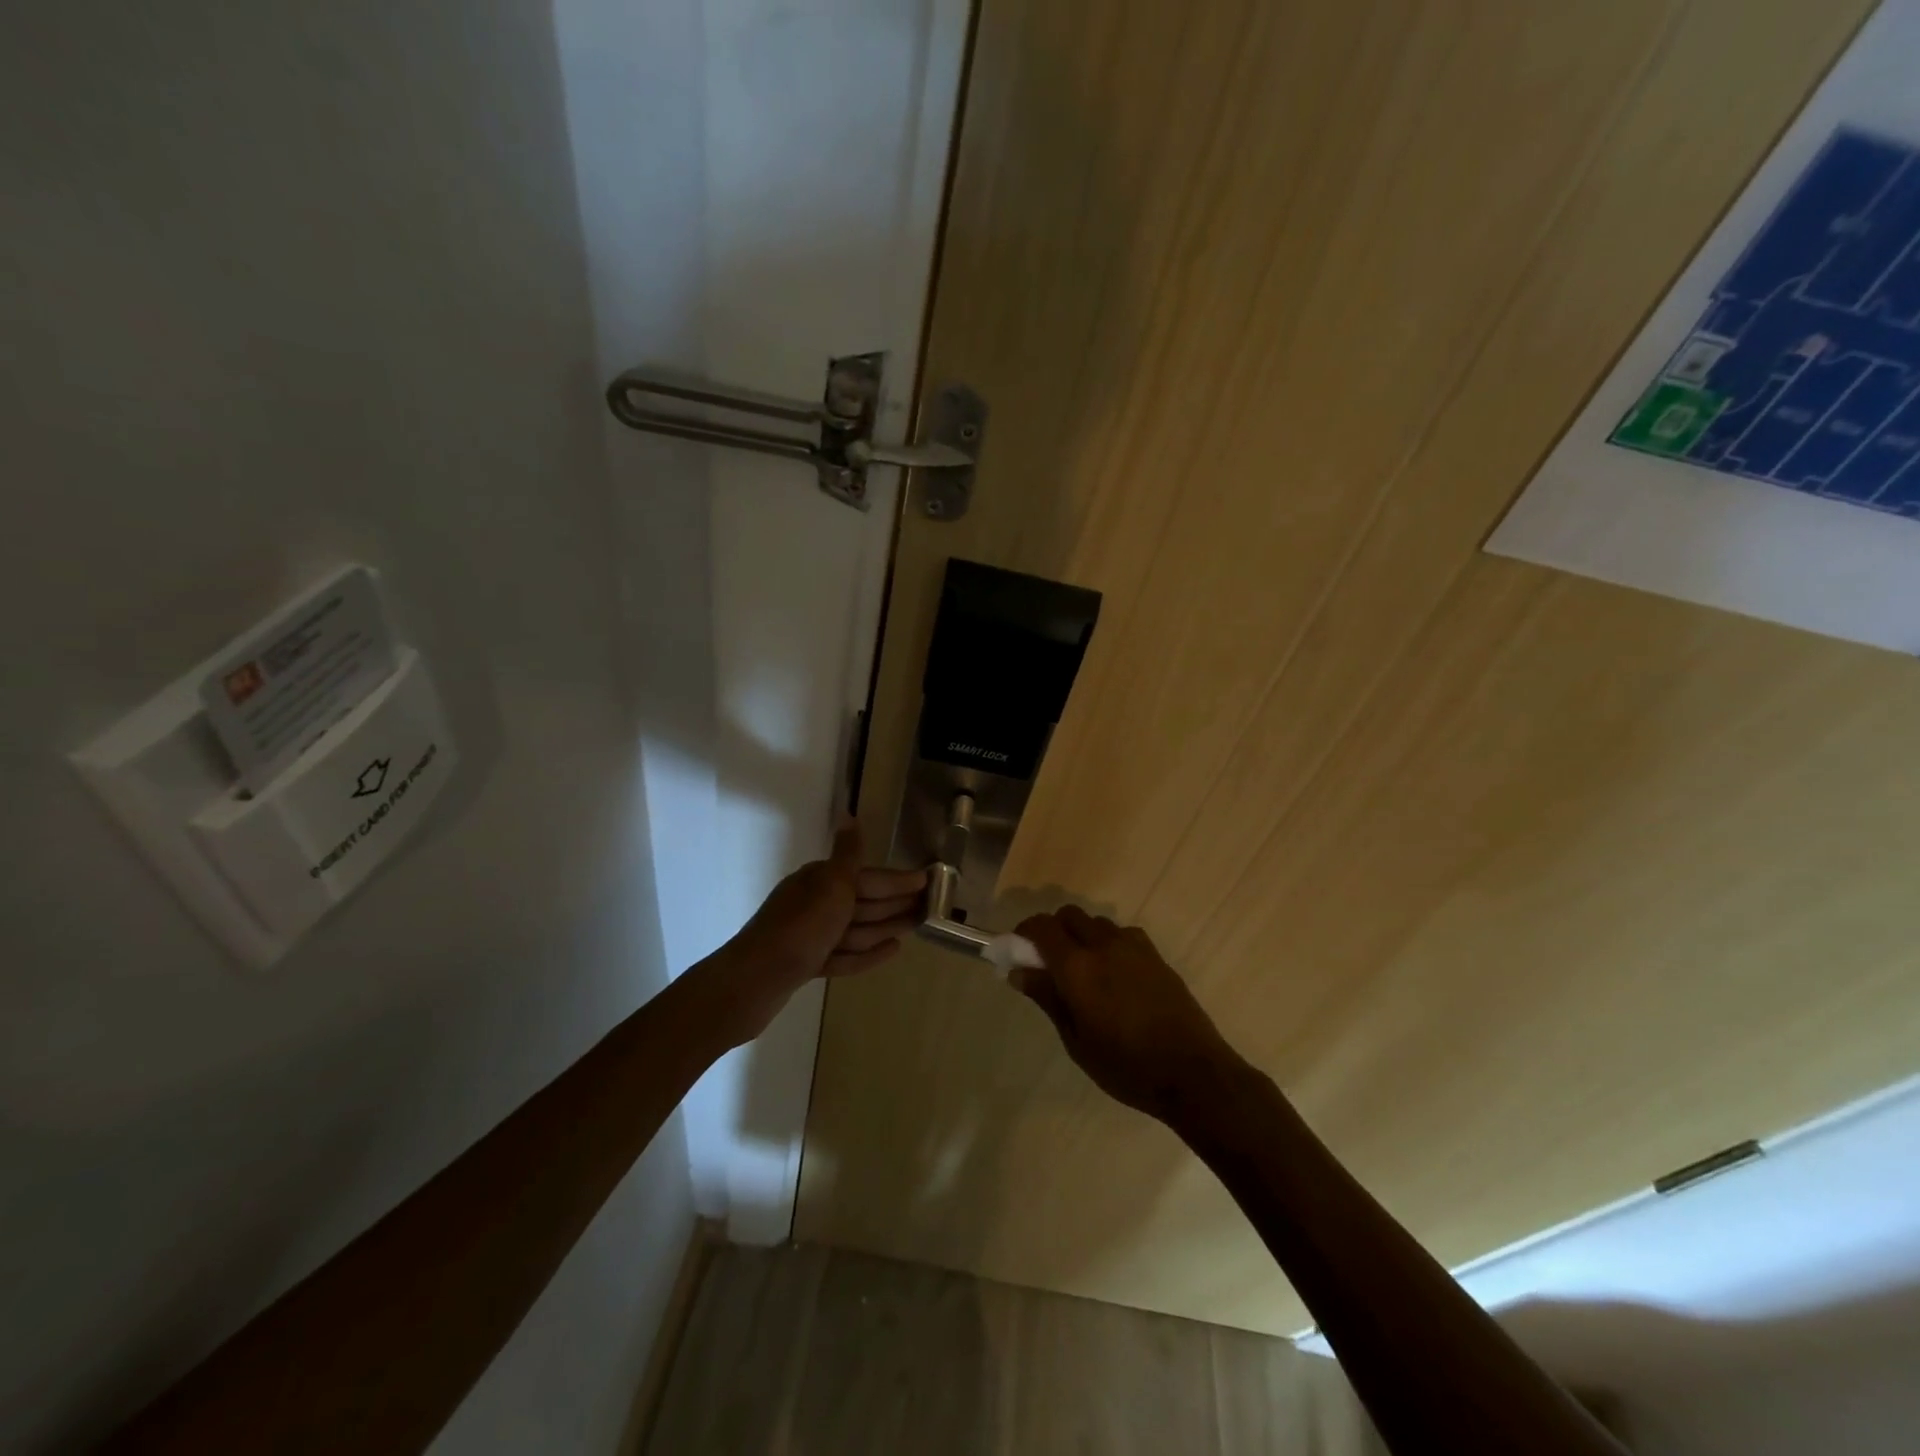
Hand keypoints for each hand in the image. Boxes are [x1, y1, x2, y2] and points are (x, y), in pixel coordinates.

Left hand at [698, 820, 926, 1047]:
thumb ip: (848, 854)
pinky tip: (892, 950)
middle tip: (929, 906)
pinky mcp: (807, 965)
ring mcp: (810, 936)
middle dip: (895, 902)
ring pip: (856, 928)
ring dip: (886, 926)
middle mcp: (814, 903)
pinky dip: (867, 952)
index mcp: (819, 881)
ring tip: (915, 926)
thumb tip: (850, 814)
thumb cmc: (800, 928)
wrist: (753, 981)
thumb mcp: (830, 885)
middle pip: (863, 901)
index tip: (927, 881)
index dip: (898, 880)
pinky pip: (845, 954)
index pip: (868, 877)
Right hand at [1012, 905, 1246, 1123]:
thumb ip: (1047, 998)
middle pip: (1068, 915)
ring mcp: (1133, 947)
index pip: (1041, 927)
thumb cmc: (1126, 1066)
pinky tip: (1113, 974)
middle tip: (1046, 962)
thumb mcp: (1076, 1041)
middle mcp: (1104, 945)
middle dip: (1052, 930)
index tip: (1016, 951)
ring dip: (1080, 935)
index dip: (1024, 933)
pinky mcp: (1155, 955)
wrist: (1193, 1073)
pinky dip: (1107, 943)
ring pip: (1096, 923)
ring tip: (1081, 971)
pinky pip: (1121, 934)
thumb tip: (1018, 971)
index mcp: (1078, 967)